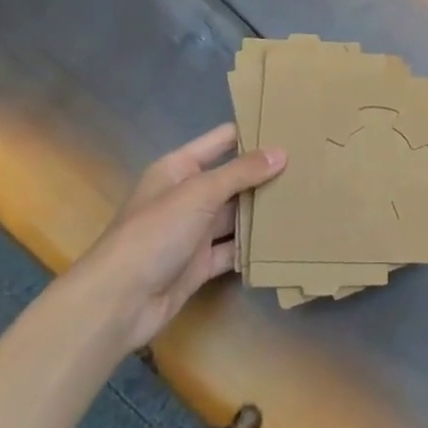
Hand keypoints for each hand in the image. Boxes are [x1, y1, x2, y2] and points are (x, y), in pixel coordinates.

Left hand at [67, 123, 283, 354]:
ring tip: (306, 198)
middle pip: (233, 178)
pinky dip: (253, 247)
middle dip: (265, 174)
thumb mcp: (200, 193)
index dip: (252, 132)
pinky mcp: (199, 264)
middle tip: (309, 165)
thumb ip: (242, 172)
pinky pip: (232, 250)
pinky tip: (284, 240)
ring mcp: (193, 232)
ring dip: (262, 211)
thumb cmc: (155, 232)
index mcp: (179, 168)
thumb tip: (281, 152)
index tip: (290, 126)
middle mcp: (187, 195)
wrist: (118, 302)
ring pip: (235, 215)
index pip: (222, 140)